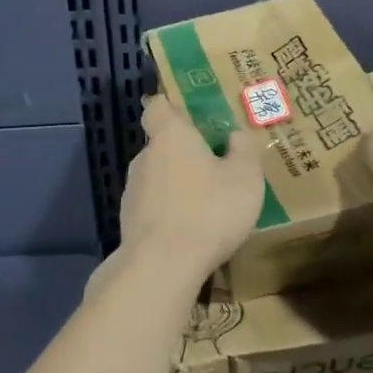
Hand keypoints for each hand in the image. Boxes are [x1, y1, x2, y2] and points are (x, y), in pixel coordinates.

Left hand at [118, 96, 265, 278]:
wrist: (163, 265)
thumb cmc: (209, 210)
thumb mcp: (245, 178)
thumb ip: (243, 151)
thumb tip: (235, 135)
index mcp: (170, 136)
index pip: (158, 107)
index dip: (172, 107)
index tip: (191, 117)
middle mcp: (144, 157)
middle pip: (162, 145)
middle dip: (184, 154)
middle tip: (214, 167)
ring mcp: (131, 191)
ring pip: (157, 178)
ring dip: (176, 186)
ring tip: (205, 206)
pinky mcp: (128, 222)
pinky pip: (153, 208)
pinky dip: (169, 214)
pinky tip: (189, 232)